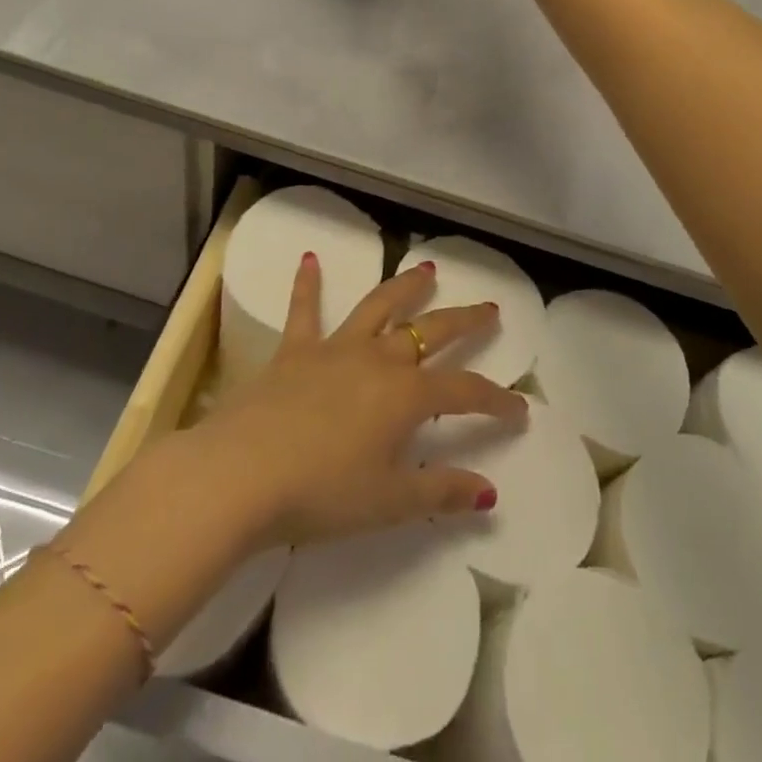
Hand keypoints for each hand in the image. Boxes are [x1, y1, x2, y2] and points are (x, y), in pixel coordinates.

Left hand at [189, 255, 528, 551]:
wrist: (242, 472)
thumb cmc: (321, 493)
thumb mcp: (389, 502)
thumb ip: (440, 492)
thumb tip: (489, 491)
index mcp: (405, 395)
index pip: (464, 391)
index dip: (496, 399)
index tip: (519, 407)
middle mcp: (377, 359)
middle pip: (430, 331)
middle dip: (464, 321)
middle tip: (488, 307)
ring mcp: (335, 348)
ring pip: (379, 307)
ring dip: (405, 287)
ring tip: (426, 269)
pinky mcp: (294, 350)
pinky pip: (304, 310)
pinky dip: (307, 284)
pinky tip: (308, 258)